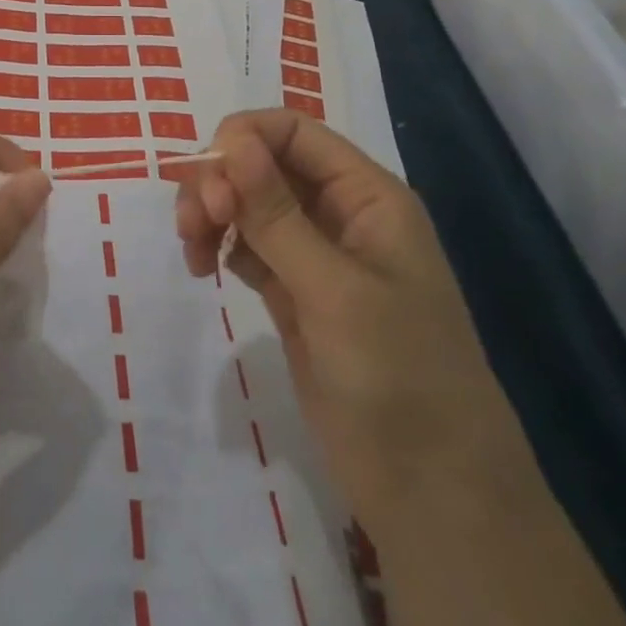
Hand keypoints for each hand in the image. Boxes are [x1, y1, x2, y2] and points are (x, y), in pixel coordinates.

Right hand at [175, 109, 533, 522]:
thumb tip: (230, 140)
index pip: (292, 132)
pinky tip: (205, 268)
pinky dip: (220, 246)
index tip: (204, 180)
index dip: (241, 139)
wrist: (432, 493)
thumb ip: (276, 212)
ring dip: (212, 213)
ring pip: (248, 204)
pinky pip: (247, 246)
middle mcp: (340, 214)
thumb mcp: (334, 289)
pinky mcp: (294, 294)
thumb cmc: (398, 377)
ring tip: (193, 253)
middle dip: (218, 181)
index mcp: (366, 196)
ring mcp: (316, 256)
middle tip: (193, 225)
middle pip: (262, 164)